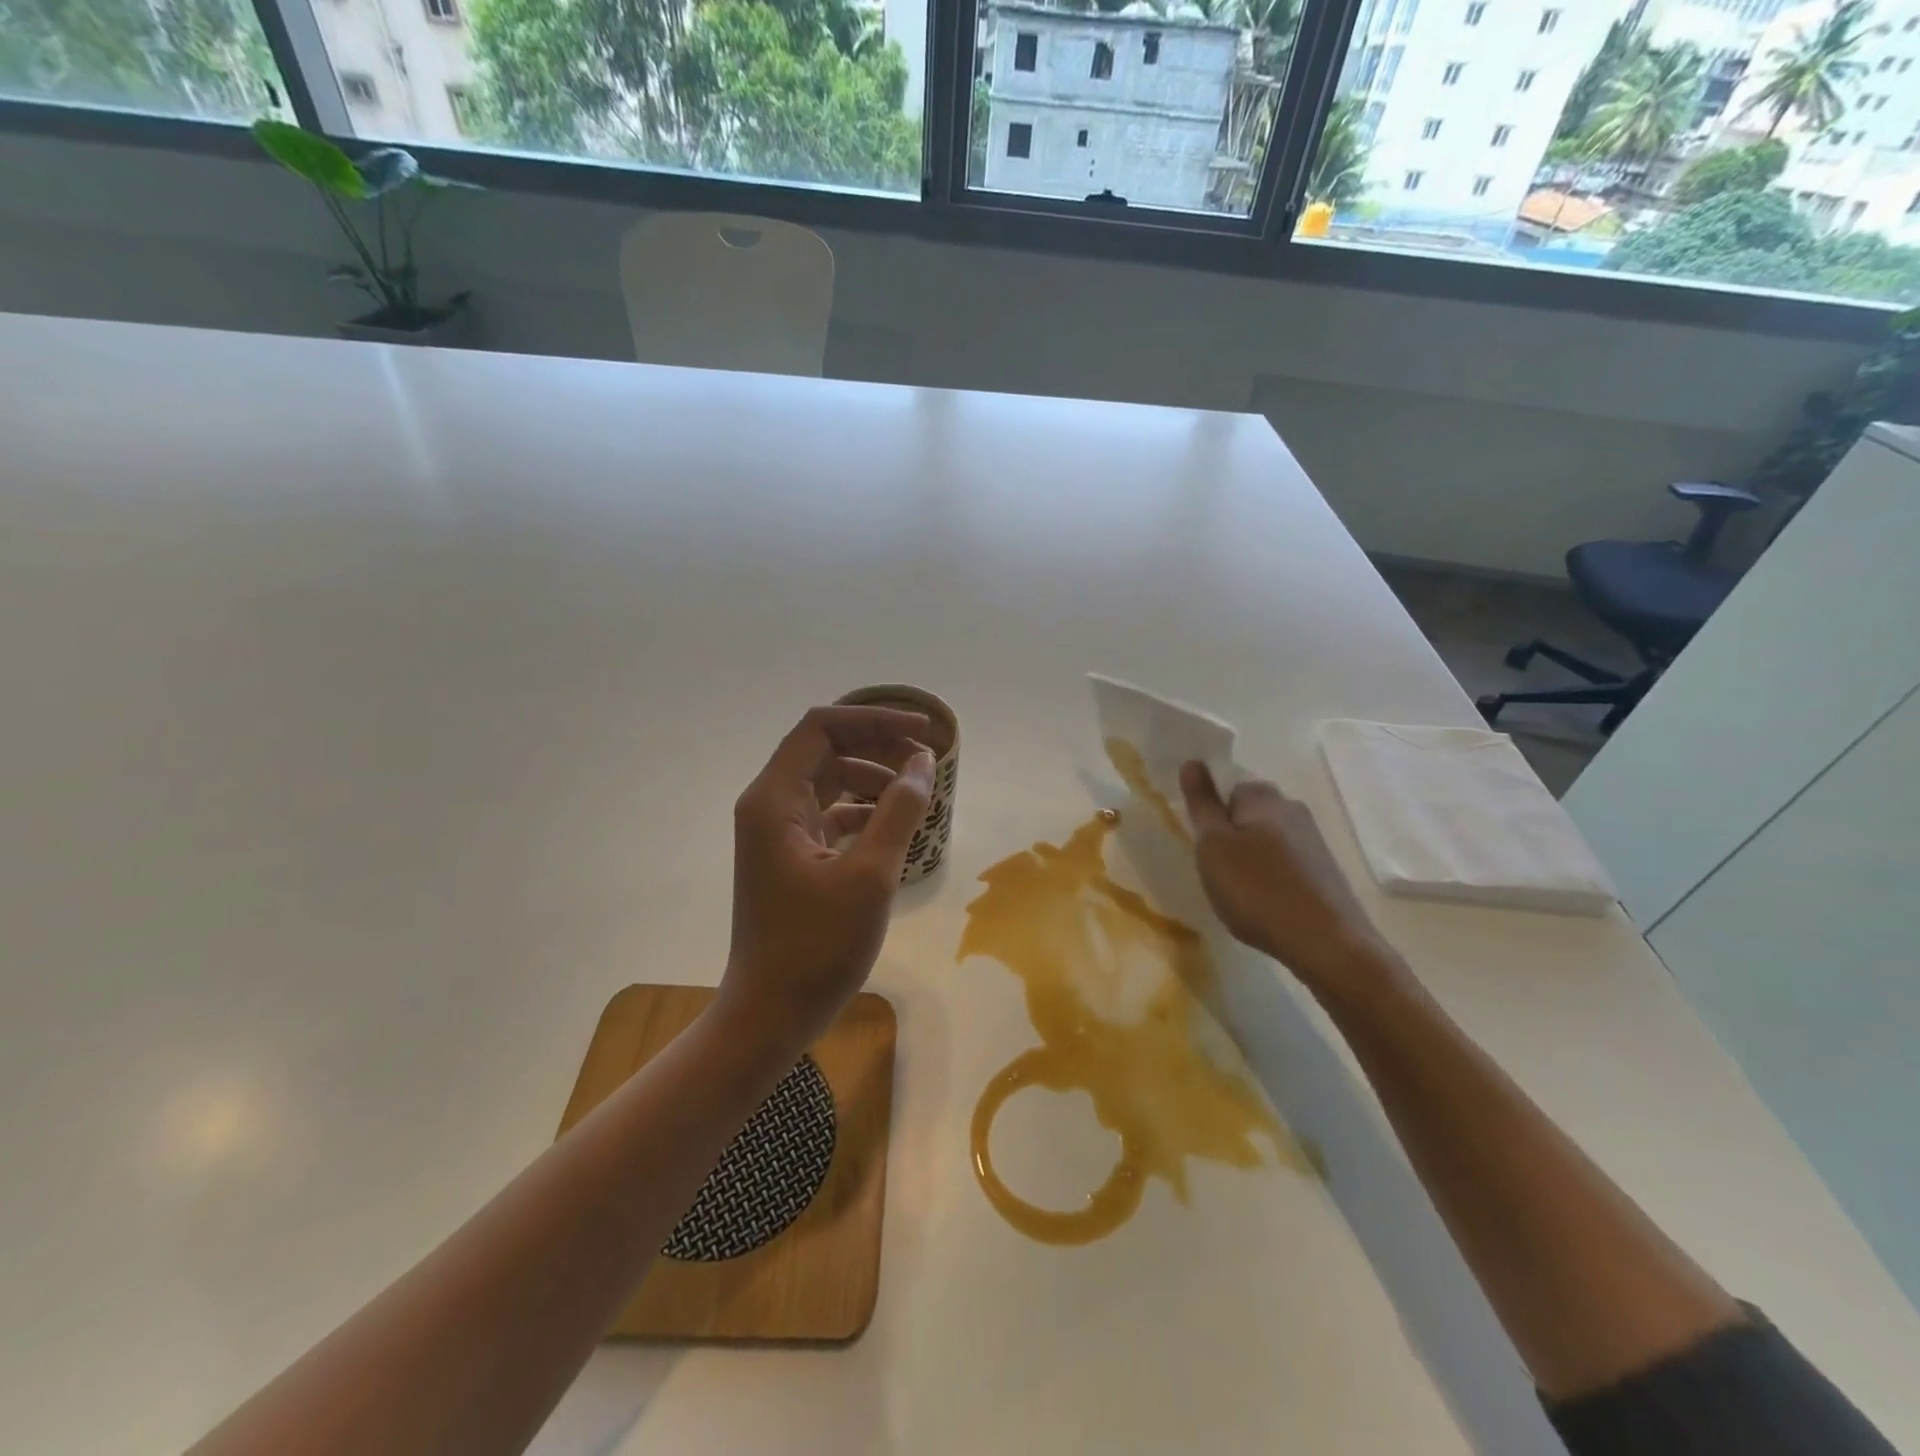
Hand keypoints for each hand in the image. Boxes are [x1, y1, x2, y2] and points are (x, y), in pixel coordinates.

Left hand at [720, 706, 935, 1057]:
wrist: (769, 1014)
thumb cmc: (817, 947)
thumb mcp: (869, 875)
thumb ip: (899, 810)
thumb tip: (923, 761)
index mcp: (774, 799)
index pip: (822, 727)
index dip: (874, 720)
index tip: (922, 732)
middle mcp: (768, 805)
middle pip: (824, 749)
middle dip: (877, 745)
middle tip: (926, 757)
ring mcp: (776, 832)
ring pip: (828, 781)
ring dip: (872, 776)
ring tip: (916, 789)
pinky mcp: (789, 856)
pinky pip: (828, 813)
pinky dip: (862, 810)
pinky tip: (893, 826)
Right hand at [1179, 762, 1401, 997]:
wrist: (1326, 944)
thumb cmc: (1257, 890)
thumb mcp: (1214, 846)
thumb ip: (1202, 803)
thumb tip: (1193, 761)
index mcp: (1264, 797)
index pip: (1228, 788)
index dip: (1212, 815)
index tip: (1204, 845)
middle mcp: (1293, 809)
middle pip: (1249, 814)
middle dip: (1232, 836)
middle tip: (1217, 870)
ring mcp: (1314, 840)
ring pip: (1267, 840)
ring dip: (1251, 859)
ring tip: (1241, 893)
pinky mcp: (1325, 870)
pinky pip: (1286, 863)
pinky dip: (1271, 878)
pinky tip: (1266, 904)